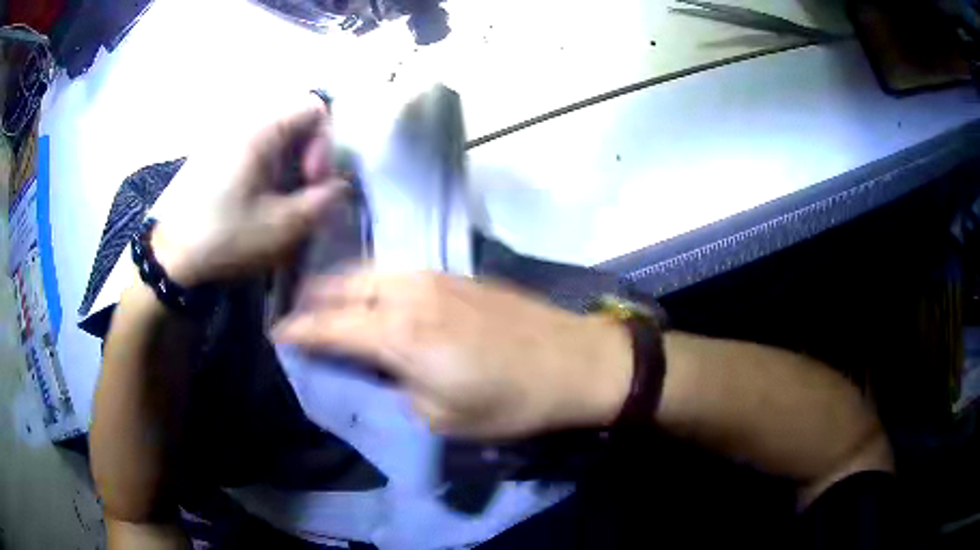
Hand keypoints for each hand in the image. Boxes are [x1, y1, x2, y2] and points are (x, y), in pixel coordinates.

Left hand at [152, 94, 346, 285]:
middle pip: (295, 120)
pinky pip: (256, 146)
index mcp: (261, 131)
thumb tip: (338, 187)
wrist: (173, 256)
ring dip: (289, 162)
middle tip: (302, 191)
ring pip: (276, 135)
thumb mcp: (282, 227)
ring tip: (282, 198)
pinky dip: (269, 166)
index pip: (314, 108)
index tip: (313, 180)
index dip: (324, 142)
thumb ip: (320, 203)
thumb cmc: (226, 238)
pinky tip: (260, 197)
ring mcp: (228, 137)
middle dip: (308, 153)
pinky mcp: (217, 154)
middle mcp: (245, 123)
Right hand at [273, 269, 634, 438]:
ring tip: (330, 300)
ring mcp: (434, 275)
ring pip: (370, 270)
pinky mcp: (456, 273)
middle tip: (300, 314)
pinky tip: (375, 292)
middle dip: (315, 298)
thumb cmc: (508, 401)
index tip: (278, 333)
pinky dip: (373, 278)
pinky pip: (397, 269)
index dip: (299, 330)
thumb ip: (398, 388)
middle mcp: (408, 292)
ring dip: (343, 284)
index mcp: (398, 333)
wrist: (573, 361)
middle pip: (344, 285)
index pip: (330, 326)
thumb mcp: (441, 417)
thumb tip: (379, 369)